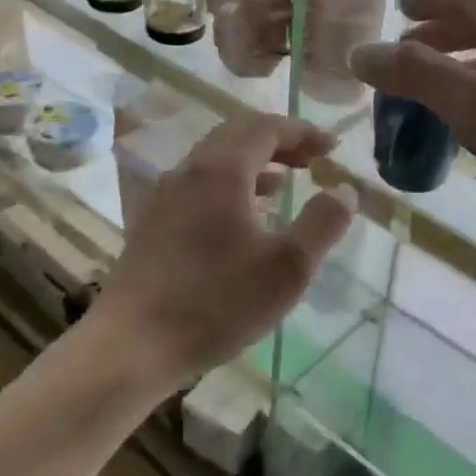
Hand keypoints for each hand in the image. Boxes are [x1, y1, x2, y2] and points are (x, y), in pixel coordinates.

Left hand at [90, 115, 356, 388]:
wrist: (131, 346)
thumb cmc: (216, 303)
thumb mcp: (287, 267)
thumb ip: (323, 222)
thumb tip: (345, 189)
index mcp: (221, 171)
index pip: (266, 128)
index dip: (303, 132)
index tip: (332, 147)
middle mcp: (189, 172)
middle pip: (237, 135)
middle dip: (278, 141)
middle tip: (311, 159)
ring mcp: (165, 197)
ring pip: (215, 160)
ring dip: (254, 162)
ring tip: (285, 183)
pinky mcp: (153, 224)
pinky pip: (199, 185)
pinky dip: (230, 185)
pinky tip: (244, 218)